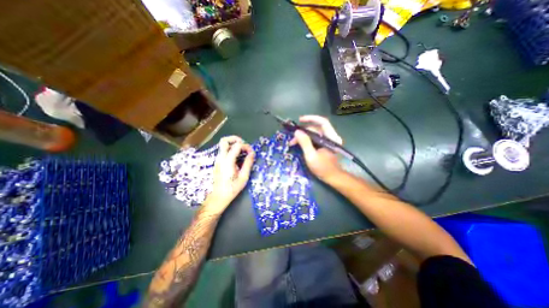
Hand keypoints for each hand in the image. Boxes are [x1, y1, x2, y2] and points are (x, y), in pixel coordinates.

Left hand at [205, 136, 255, 212]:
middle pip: (224, 140)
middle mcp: (220, 158)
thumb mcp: (243, 177)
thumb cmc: (232, 188)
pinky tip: (238, 157)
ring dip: (233, 144)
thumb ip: (248, 163)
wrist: (218, 197)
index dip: (246, 146)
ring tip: (242, 151)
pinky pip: (223, 150)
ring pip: (223, 144)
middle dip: (235, 139)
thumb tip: (252, 153)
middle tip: (244, 145)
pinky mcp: (218, 162)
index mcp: (227, 161)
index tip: (251, 152)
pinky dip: (231, 149)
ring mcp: (217, 159)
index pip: (237, 146)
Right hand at [289, 116, 344, 182]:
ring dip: (303, 137)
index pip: (322, 122)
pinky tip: (299, 145)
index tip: (300, 120)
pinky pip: (314, 139)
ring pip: (314, 134)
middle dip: (303, 132)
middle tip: (292, 139)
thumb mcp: (311, 156)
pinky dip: (306, 140)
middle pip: (316, 129)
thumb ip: (304, 143)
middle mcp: (331, 137)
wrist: (333, 178)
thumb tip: (297, 132)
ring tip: (293, 143)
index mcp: (331, 138)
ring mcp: (328, 141)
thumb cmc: (323, 168)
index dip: (311, 119)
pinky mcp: (325, 145)